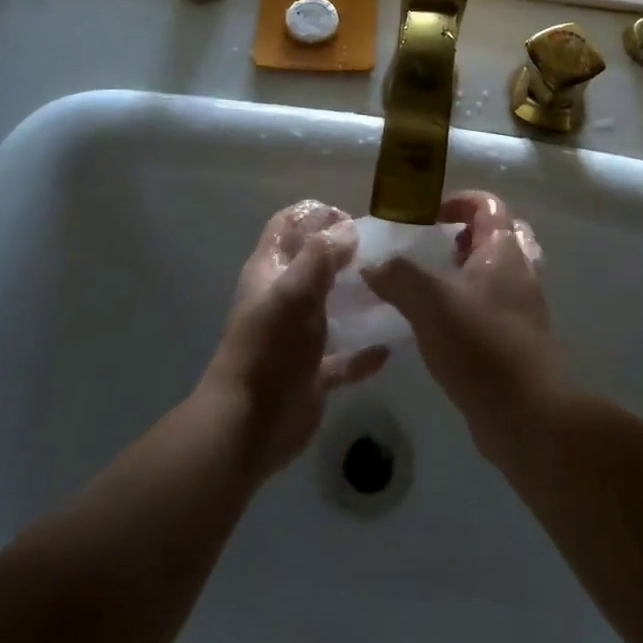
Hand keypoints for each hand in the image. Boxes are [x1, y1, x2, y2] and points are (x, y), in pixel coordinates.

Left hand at [199, 200, 388, 478]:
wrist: (249, 427)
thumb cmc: (271, 348)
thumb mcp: (296, 290)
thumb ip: (322, 254)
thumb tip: (349, 229)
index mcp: (270, 271)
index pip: (288, 224)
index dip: (316, 214)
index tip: (352, 220)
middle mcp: (282, 298)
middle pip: (312, 262)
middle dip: (344, 252)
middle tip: (382, 252)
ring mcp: (296, 337)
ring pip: (330, 307)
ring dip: (357, 298)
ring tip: (393, 290)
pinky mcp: (311, 373)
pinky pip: (342, 358)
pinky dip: (362, 352)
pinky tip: (387, 349)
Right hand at [360, 190, 564, 462]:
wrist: (526, 414)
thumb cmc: (480, 345)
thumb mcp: (430, 303)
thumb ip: (399, 277)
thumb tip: (372, 263)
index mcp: (504, 250)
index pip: (488, 204)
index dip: (457, 200)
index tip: (425, 216)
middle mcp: (520, 270)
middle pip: (498, 234)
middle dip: (465, 234)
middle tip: (432, 247)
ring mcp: (522, 306)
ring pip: (497, 272)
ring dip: (467, 270)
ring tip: (432, 284)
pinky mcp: (517, 338)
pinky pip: (494, 305)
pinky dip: (471, 302)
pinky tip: (441, 323)